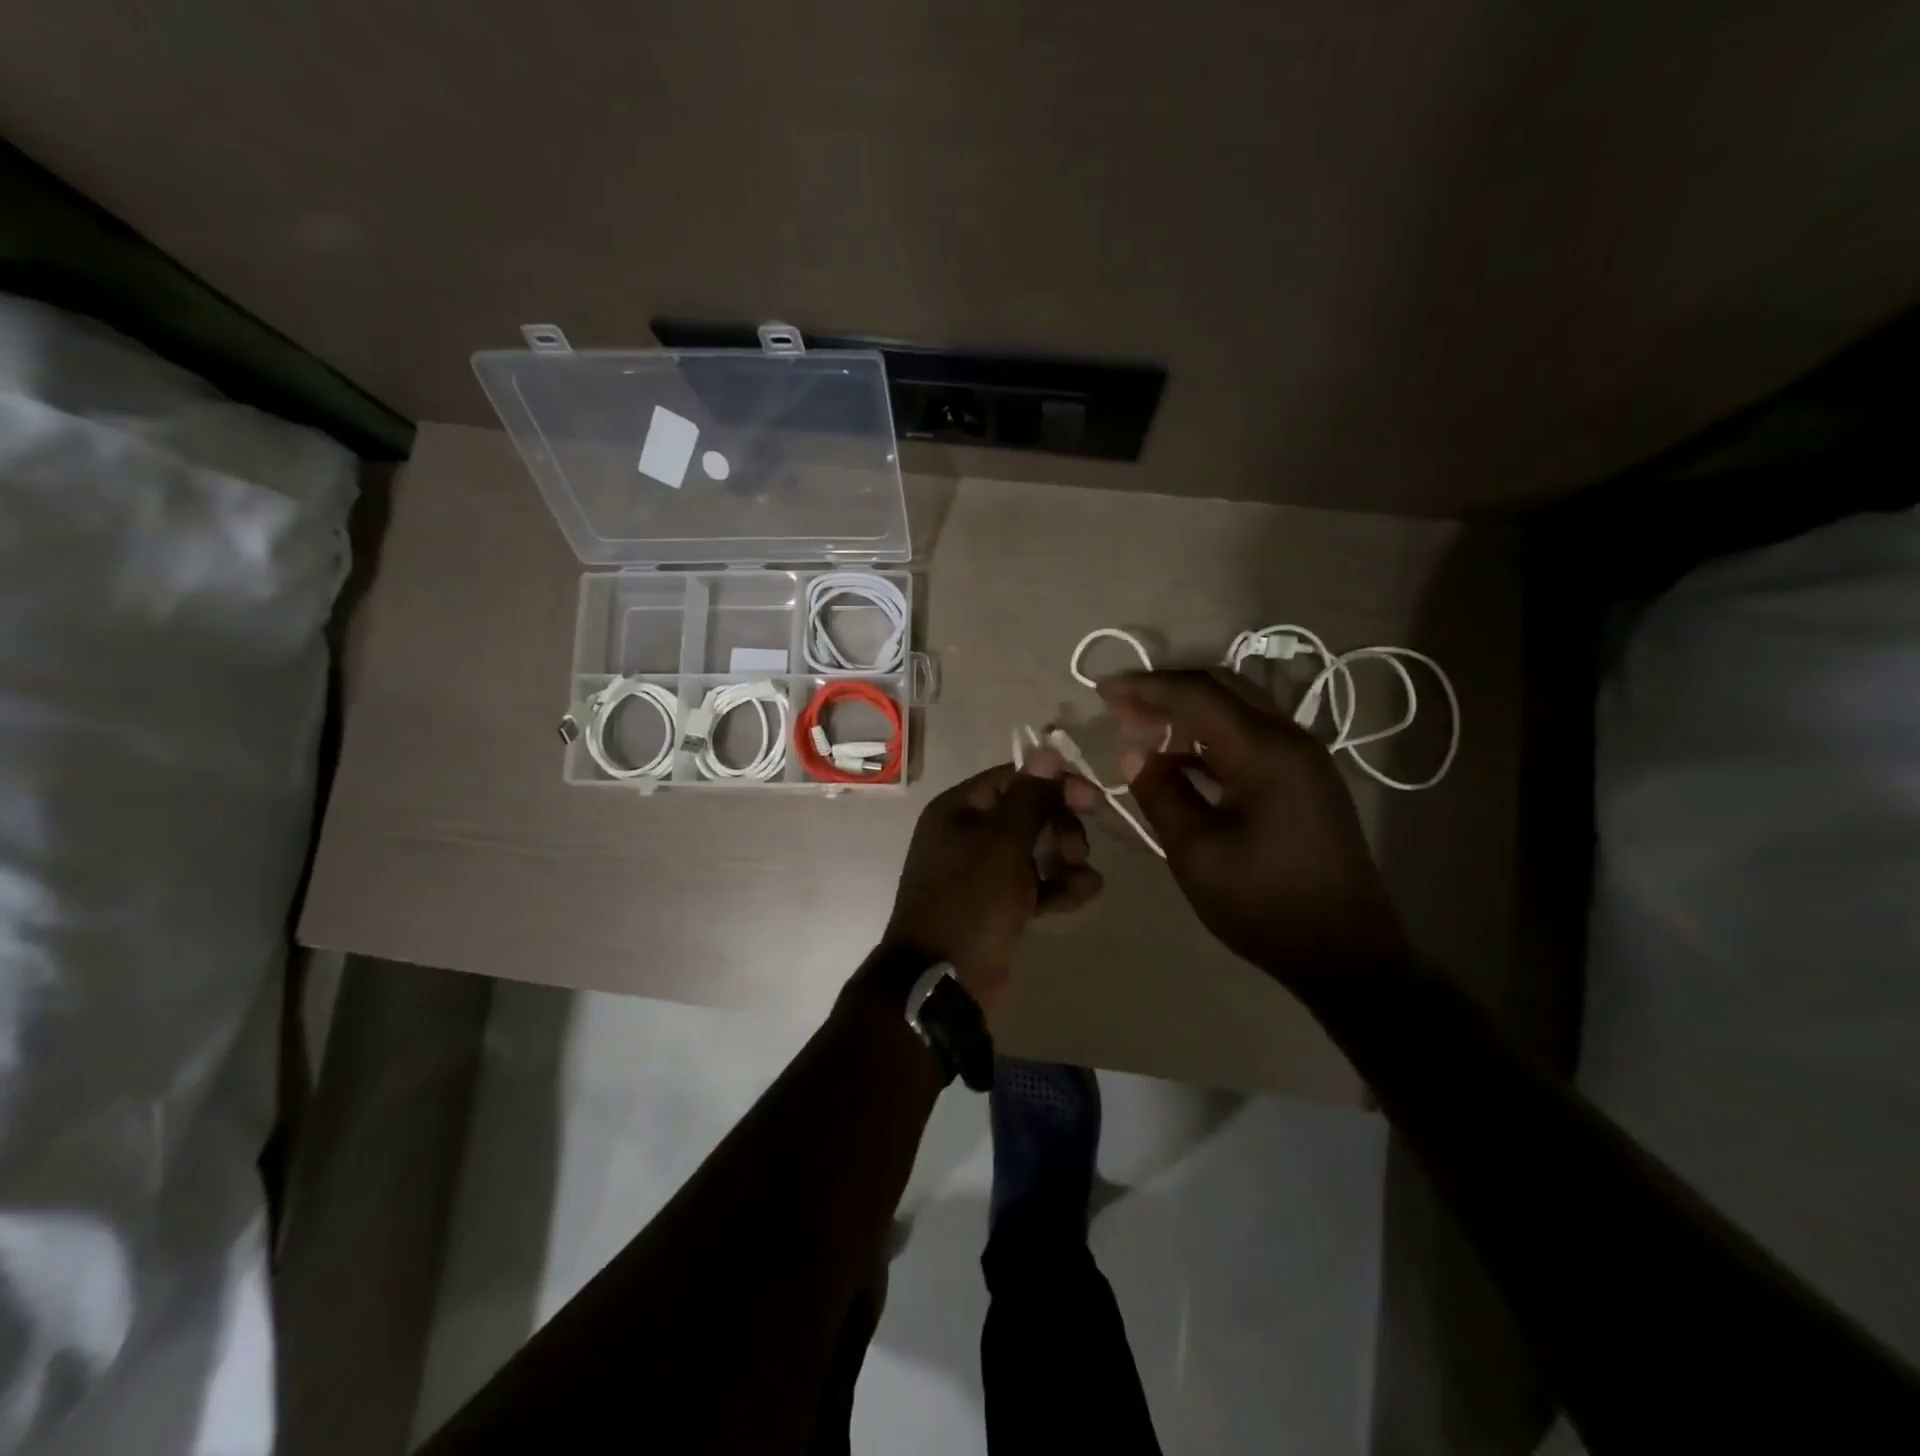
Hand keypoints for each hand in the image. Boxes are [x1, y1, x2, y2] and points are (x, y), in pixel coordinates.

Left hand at [883, 752, 1103, 1016]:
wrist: (943, 982)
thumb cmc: (969, 902)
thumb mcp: (1001, 843)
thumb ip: (1030, 798)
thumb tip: (1047, 750)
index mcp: (959, 810)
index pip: (1014, 778)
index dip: (1054, 784)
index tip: (1092, 801)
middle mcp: (969, 834)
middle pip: (1030, 813)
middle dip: (1061, 827)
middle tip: (1075, 851)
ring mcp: (984, 873)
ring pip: (1038, 849)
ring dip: (1066, 858)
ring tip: (1079, 880)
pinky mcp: (1001, 906)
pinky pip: (1037, 884)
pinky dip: (1059, 887)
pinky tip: (1082, 896)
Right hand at [1101, 669, 1406, 990]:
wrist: (1346, 952)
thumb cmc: (1264, 904)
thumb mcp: (1195, 853)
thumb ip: (1160, 794)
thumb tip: (1134, 754)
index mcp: (1265, 752)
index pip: (1197, 694)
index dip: (1146, 687)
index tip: (1103, 692)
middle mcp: (1290, 739)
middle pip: (1222, 687)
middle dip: (1167, 690)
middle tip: (1121, 706)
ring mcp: (1304, 757)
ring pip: (1239, 708)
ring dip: (1189, 711)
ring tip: (1142, 729)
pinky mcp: (1306, 778)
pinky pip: (1252, 736)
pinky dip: (1212, 736)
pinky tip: (1182, 759)